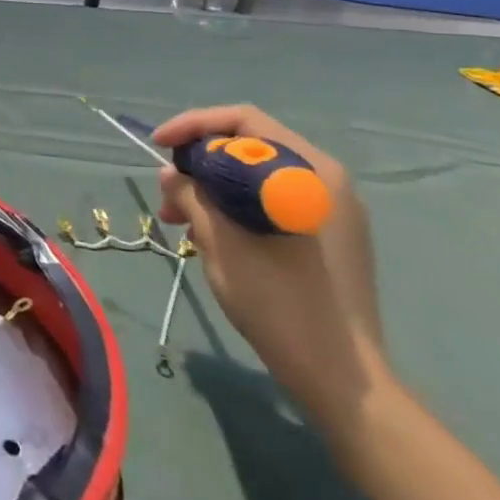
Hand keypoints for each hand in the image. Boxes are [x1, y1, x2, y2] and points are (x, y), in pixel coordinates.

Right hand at [153, 105, 388, 427]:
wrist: (342, 378)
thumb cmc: (278, 302)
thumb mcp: (220, 242)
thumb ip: (191, 195)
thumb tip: (171, 174)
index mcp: (309, 170)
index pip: (243, 121)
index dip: (193, 126)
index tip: (158, 144)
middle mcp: (326, 178)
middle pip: (250, 145)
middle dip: (200, 162)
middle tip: (166, 192)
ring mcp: (332, 207)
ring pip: (258, 175)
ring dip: (214, 187)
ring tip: (180, 221)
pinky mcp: (331, 234)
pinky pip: (273, 200)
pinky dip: (238, 206)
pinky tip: (212, 235)